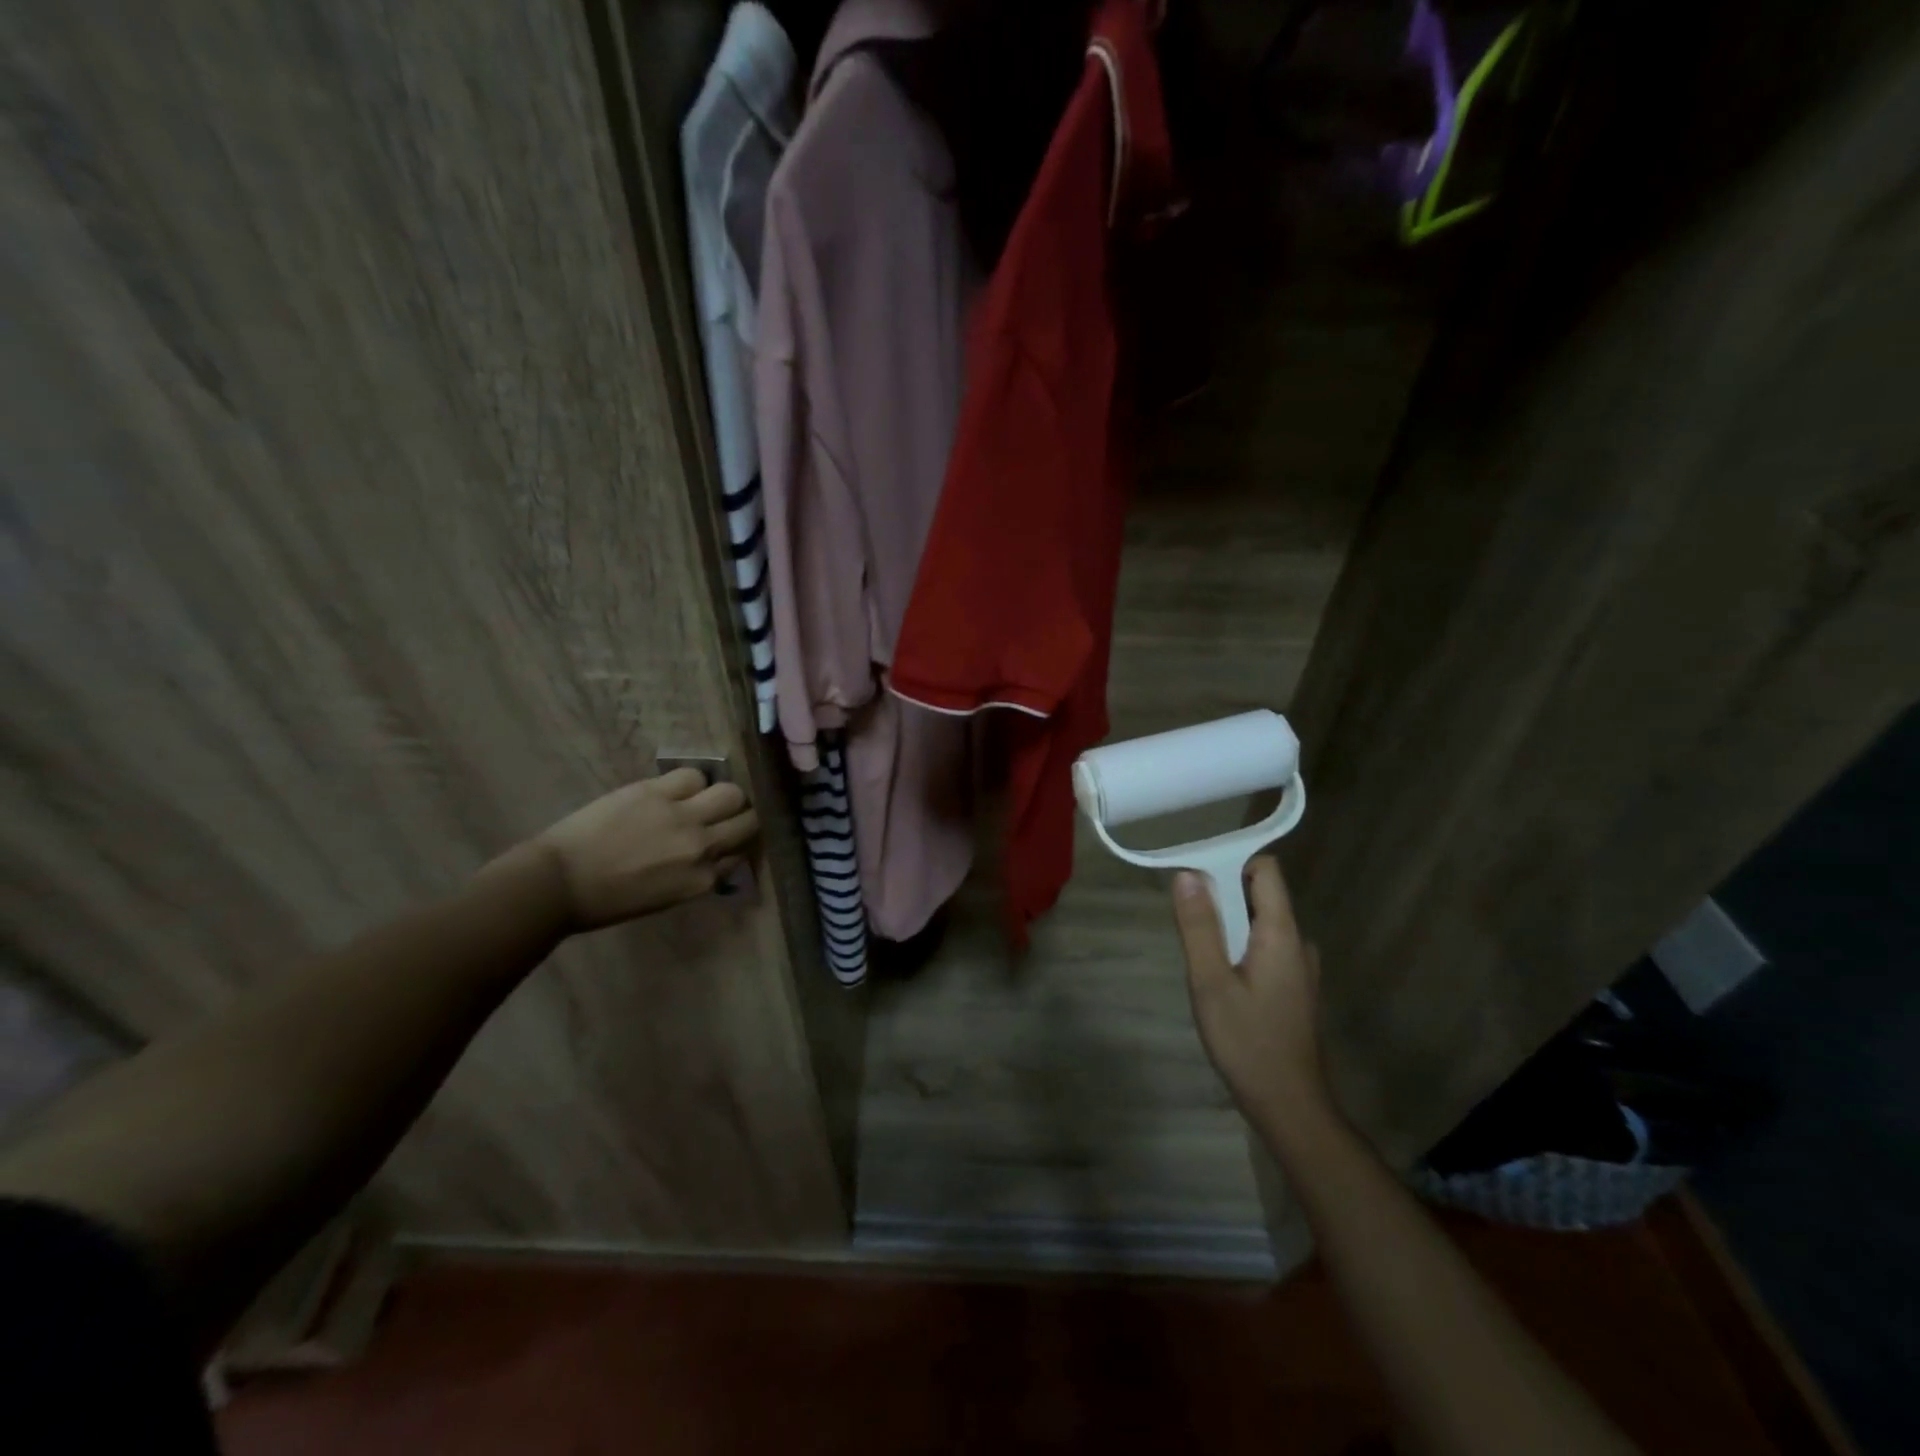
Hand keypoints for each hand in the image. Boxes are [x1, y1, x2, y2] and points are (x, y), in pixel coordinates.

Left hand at [531, 768, 758, 931]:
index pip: (741, 855)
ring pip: (731, 793)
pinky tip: (676, 789)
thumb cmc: (607, 901)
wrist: (558, 882)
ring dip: (723, 796)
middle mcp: (702, 847)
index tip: (728, 843)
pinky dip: (690, 782)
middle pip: (748, 821)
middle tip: (726, 816)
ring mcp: (681, 816)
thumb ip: (696, 875)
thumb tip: (713, 857)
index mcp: (702, 881)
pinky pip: (693, 775)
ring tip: (705, 798)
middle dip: (741, 818)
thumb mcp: (665, 898)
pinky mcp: (656, 792)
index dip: (736, 846)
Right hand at [1172, 857, 1331, 1134]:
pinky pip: (1264, 947)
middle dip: (1222, 896)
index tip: (1195, 876)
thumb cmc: (1247, 1042)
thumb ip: (1199, 927)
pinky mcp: (1294, 988)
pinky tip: (1219, 978)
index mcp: (1281, 933)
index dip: (1230, 862)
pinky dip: (1239, 947)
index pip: (1265, 870)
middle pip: (1260, 894)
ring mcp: (1299, 967)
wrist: (1289, 1106)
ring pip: (1260, 923)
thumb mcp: (1210, 982)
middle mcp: (1298, 942)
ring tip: (1199, 954)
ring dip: (1228, 925)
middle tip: (1187, 922)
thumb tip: (1186, 874)